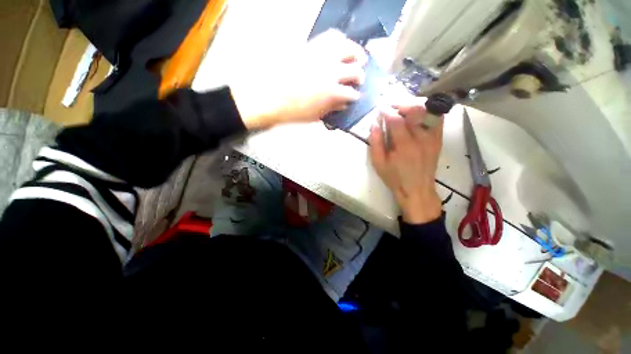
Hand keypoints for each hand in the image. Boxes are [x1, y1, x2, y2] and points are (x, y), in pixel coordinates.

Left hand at [230, 29, 367, 129]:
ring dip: (357, 53)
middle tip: (360, 79)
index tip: (356, 97)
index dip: (355, 96)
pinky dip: (340, 40)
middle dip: (360, 76)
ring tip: (359, 57)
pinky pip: (330, 37)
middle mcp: (330, 71)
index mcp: (331, 92)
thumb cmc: (292, 111)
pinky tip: (341, 46)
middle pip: (355, 70)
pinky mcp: (311, 46)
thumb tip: (343, 103)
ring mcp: (321, 55)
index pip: (352, 93)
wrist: (269, 96)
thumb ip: (332, 108)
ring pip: (347, 47)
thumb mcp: (315, 116)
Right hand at [369, 103, 442, 223]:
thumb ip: (375, 142)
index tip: (380, 108)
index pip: (396, 120)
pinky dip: (428, 111)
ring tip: (402, 109)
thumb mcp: (378, 163)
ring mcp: (433, 138)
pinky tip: (417, 115)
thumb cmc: (394, 177)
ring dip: (413, 106)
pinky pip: (438, 118)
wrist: (416, 189)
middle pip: (414, 111)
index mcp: (404, 146)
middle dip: (400, 104)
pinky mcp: (438, 139)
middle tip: (390, 107)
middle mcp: (421, 138)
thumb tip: (374, 124)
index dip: (387, 111)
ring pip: (427, 111)